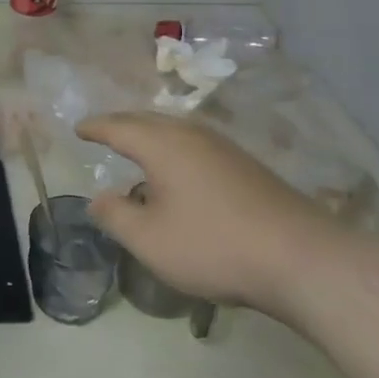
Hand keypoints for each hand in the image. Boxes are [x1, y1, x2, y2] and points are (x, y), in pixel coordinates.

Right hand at [78, 112, 344, 319]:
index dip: (95, 127)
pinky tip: (179, 172)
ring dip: (150, 135)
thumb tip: (97, 199)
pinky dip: (174, 148)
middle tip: (103, 132)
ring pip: (175, 130)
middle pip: (147, 120)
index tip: (78, 128)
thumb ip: (116, 216)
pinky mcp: (245, 165)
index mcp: (162, 144)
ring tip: (137, 149)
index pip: (118, 127)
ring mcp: (223, 147)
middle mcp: (191, 134)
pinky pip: (195, 144)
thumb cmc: (213, 245)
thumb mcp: (150, 240)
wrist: (300, 257)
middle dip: (121, 125)